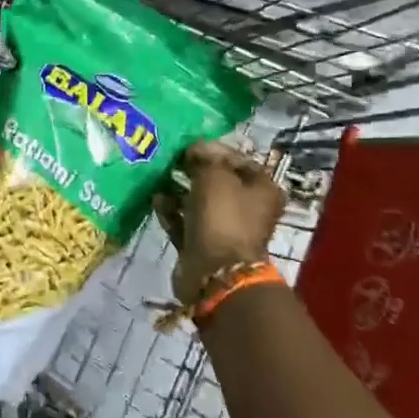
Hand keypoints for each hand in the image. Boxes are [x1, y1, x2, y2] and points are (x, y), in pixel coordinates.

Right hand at [171, 140, 285, 305]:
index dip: (214, 149)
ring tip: (159, 178)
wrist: (214, 271)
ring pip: (199, 201)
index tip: (189, 145)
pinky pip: (185, 222)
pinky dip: (171, 211)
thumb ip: (204, 156)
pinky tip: (156, 200)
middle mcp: (248, 209)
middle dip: (192, 170)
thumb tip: (195, 149)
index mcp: (262, 189)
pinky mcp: (203, 245)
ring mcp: (225, 229)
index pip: (238, 159)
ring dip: (179, 190)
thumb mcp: (214, 174)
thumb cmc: (222, 215)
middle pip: (217, 181)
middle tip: (171, 160)